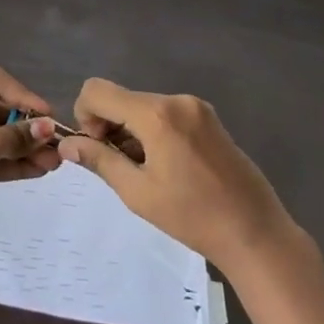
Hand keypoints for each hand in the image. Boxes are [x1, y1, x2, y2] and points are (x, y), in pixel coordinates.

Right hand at [56, 78, 296, 273]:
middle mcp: (175, 100)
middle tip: (120, 165)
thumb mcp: (138, 192)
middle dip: (109, 125)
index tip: (98, 148)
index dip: (85, 115)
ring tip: (146, 170)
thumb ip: (100, 160)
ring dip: (131, 130)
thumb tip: (67, 144)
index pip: (97, 90)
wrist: (256, 233)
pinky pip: (165, 113)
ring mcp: (196, 106)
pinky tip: (167, 165)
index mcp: (156, 114)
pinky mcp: (209, 117)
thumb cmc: (193, 216)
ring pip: (142, 105)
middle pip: (121, 98)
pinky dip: (153, 130)